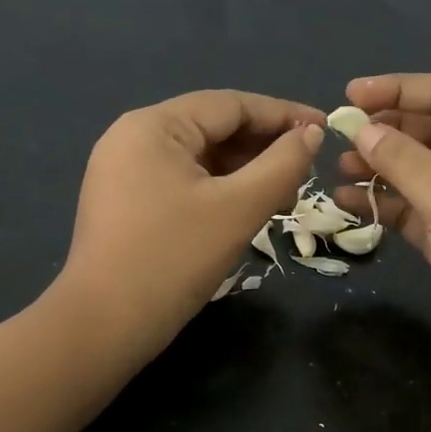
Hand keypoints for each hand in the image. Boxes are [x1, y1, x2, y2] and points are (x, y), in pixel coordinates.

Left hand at [57, 90, 324, 360]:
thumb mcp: (238, 209)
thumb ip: (282, 165)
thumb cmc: (174, 259)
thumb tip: (311, 133)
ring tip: (284, 195)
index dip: (283, 114)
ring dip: (245, 171)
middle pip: (213, 128)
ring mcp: (123, 171)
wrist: (104, 326)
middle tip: (308, 170)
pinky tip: (247, 208)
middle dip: (264, 147)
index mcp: (154, 126)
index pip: (231, 105)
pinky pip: (182, 181)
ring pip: (199, 158)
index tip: (326, 128)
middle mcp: (133, 137)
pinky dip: (219, 190)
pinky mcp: (124, 202)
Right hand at [335, 74, 430, 413]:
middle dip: (387, 130)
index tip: (352, 96)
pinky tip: (347, 201)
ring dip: (379, 166)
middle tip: (341, 135)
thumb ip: (406, 161)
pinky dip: (382, 202)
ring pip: (418, 170)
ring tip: (339, 169)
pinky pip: (411, 208)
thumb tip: (360, 129)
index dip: (401, 90)